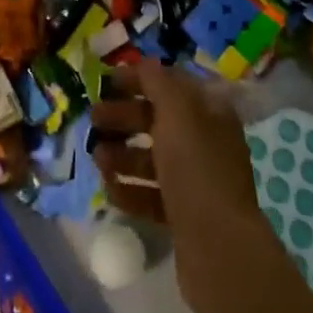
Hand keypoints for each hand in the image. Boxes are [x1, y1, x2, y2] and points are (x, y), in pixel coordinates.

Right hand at [93, 62, 278, 312]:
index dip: (139, 79)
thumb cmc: (196, 168)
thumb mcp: (177, 111)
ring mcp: (196, 182)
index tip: (107, 83)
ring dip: (122, 155)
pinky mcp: (185, 217)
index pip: (171, 84)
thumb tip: (144, 63)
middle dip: (123, 118)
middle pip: (158, 121)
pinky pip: (151, 195)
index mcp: (210, 112)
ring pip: (152, 159)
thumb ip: (157, 81)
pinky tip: (109, 189)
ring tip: (97, 158)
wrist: (219, 249)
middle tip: (94, 121)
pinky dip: (129, 189)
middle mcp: (205, 142)